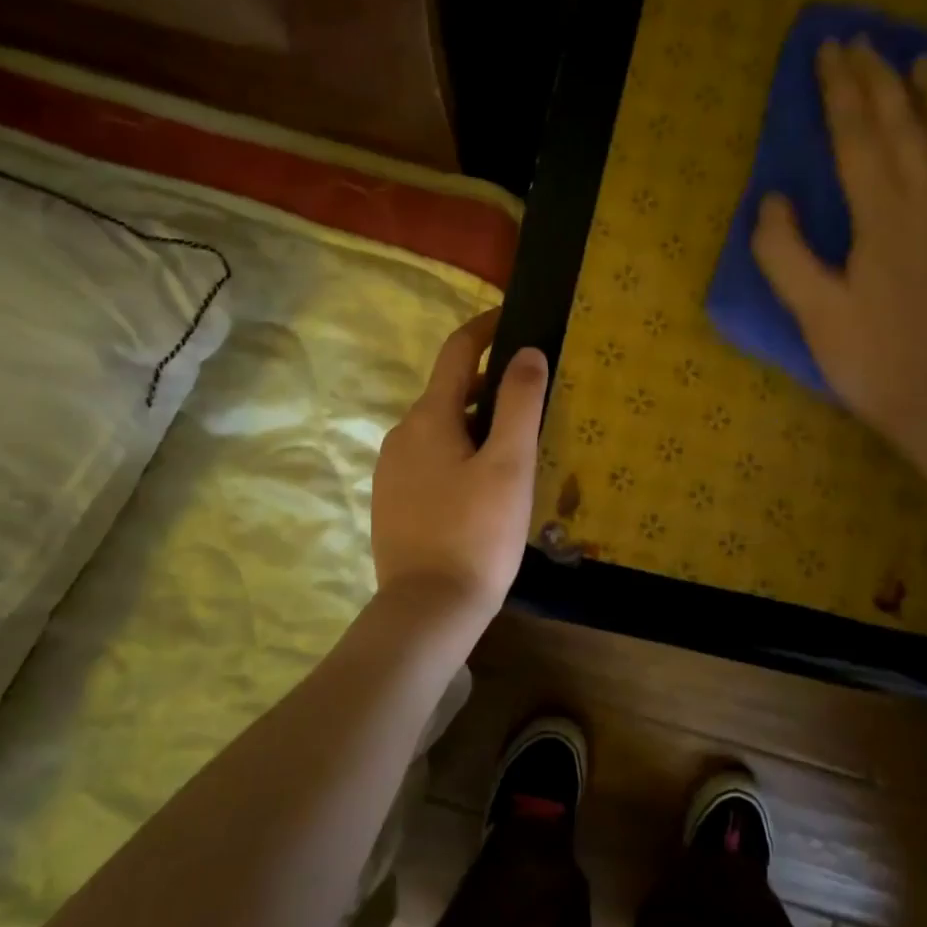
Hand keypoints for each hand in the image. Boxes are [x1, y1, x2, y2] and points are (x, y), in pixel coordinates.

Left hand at [371, 311, 548, 624]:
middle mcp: (401, 434)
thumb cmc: (476, 532)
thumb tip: (527, 351)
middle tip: (535, 395)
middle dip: (491, 384)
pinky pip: (431, 458)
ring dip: (477, 422)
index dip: (487, 328)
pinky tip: (486, 483)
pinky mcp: (393, 501)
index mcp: (428, 417)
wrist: (427, 610)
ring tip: (518, 443)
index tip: (515, 316)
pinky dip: (460, 452)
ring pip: (441, 428)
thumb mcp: (509, 464)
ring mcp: (392, 470)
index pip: (458, 351)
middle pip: (451, 391)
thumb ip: (519, 402)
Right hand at [753, 38, 926, 451]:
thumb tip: (773, 200)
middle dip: (879, 78)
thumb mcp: (813, 313)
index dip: (840, 90)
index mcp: (883, 214)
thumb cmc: (874, 361)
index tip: (828, 52)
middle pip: (904, 124)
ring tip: (923, 61)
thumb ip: (784, 253)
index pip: (857, 135)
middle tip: (863, 43)